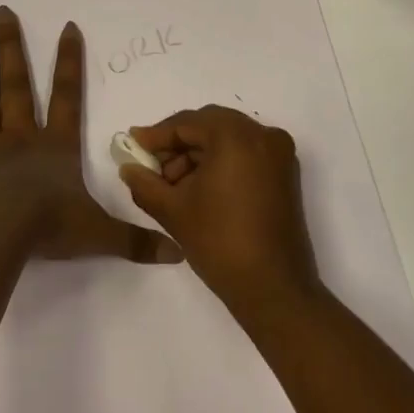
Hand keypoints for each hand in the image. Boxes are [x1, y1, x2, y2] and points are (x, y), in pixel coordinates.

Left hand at [0, 6, 181, 264]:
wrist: (4, 236)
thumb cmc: (53, 226)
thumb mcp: (101, 234)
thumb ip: (137, 241)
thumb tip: (178, 252)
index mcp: (56, 145)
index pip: (68, 95)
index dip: (70, 61)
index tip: (67, 26)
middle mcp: (22, 137)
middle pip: (18, 84)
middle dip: (13, 48)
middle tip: (4, 13)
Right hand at [119, 106, 318, 317]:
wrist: (273, 289)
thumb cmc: (220, 242)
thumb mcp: (173, 210)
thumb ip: (144, 182)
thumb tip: (128, 167)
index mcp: (236, 136)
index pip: (187, 123)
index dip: (157, 135)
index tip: (132, 145)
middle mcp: (263, 135)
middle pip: (209, 125)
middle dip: (178, 144)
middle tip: (152, 166)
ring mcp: (278, 154)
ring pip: (228, 139)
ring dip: (198, 154)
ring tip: (173, 185)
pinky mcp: (285, 174)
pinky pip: (245, 153)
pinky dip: (221, 162)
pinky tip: (199, 188)